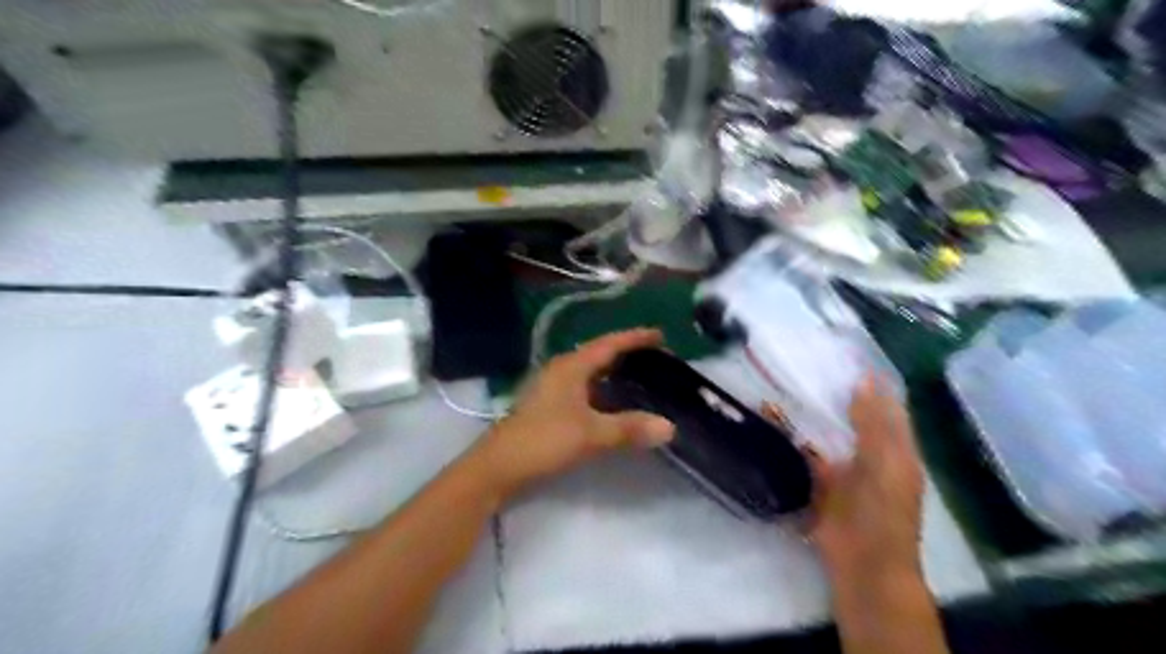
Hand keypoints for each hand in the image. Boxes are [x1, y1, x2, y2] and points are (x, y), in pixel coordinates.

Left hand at [471, 330, 673, 503]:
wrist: (498, 466)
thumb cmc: (544, 440)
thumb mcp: (591, 434)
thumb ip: (629, 428)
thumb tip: (670, 427)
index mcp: (570, 367)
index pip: (608, 344)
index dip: (634, 338)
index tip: (660, 336)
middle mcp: (561, 370)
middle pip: (598, 354)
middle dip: (626, 353)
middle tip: (655, 357)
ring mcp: (552, 388)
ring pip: (589, 372)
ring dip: (613, 372)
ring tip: (639, 375)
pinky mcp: (548, 405)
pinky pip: (583, 388)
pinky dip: (602, 390)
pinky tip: (612, 403)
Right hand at [772, 379, 925, 581]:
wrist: (862, 563)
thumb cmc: (883, 512)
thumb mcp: (884, 463)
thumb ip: (873, 423)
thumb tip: (865, 380)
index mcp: (896, 447)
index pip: (886, 405)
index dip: (871, 381)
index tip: (845, 353)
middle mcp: (870, 452)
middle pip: (854, 414)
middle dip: (835, 391)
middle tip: (808, 361)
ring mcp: (844, 467)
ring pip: (826, 430)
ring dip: (809, 410)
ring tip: (786, 381)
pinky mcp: (819, 481)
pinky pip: (803, 450)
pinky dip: (789, 434)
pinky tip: (770, 416)